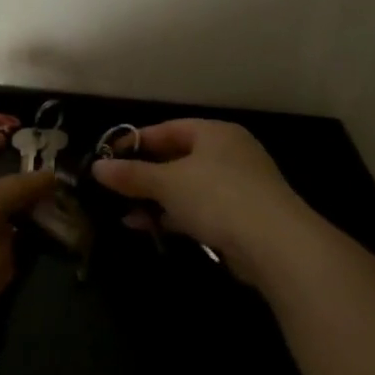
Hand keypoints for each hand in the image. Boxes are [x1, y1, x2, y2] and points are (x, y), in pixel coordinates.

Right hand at [91, 119, 319, 289]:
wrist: (277, 245)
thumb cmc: (218, 197)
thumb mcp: (167, 183)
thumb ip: (131, 175)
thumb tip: (97, 168)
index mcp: (215, 133)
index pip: (167, 129)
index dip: (136, 141)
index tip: (108, 156)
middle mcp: (230, 153)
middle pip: (177, 158)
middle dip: (144, 175)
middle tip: (114, 186)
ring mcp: (240, 186)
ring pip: (188, 187)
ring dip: (157, 199)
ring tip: (125, 212)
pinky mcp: (243, 217)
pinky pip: (200, 210)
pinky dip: (175, 216)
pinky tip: (150, 228)